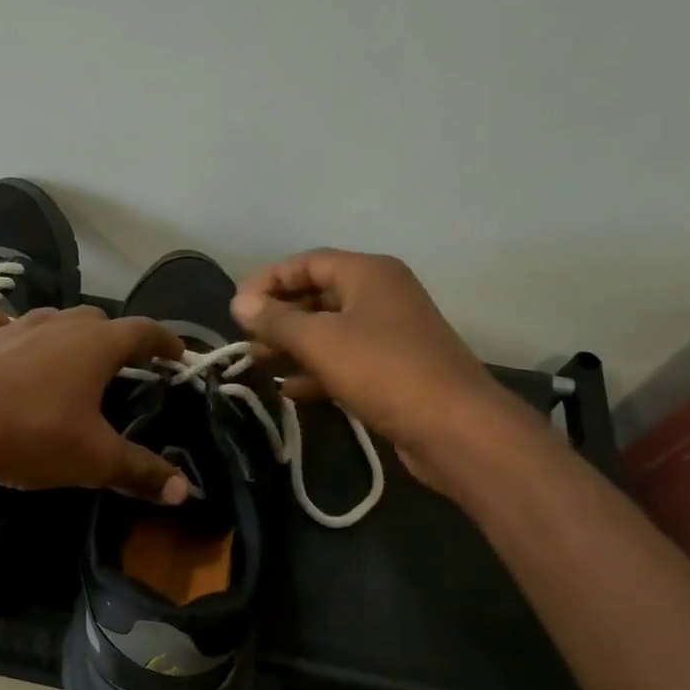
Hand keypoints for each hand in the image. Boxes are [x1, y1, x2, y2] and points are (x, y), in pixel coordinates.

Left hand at [0, 306, 192, 502]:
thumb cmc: (34, 435)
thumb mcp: (95, 459)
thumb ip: (140, 471)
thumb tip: (185, 491)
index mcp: (97, 345)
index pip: (144, 331)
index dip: (165, 342)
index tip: (177, 354)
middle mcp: (59, 324)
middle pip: (98, 320)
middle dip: (116, 338)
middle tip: (123, 364)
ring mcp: (14, 326)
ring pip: (51, 318)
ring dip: (67, 333)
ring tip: (70, 357)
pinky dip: (4, 325)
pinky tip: (2, 338)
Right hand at [231, 250, 531, 491]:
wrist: (452, 427)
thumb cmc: (383, 370)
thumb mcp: (320, 340)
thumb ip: (276, 320)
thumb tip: (239, 302)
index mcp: (368, 273)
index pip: (307, 262)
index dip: (268, 280)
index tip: (237, 307)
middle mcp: (380, 295)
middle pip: (317, 295)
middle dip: (278, 316)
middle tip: (244, 339)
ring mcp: (389, 334)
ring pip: (329, 331)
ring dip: (292, 345)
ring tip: (257, 364)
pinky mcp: (392, 370)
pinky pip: (344, 360)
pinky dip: (316, 371)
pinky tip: (290, 390)